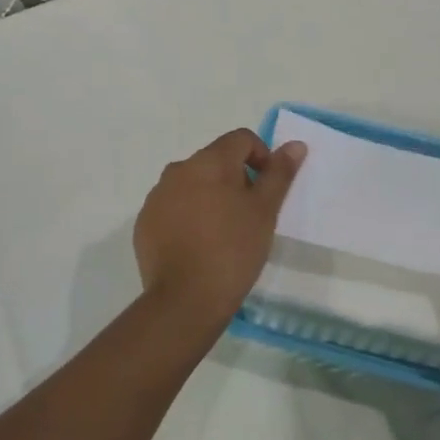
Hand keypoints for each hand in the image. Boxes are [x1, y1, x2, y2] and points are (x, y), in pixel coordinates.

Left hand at [133, 129, 304, 323]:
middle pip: (215, 161)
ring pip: (192, 184)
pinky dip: (189, 217)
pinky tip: (199, 246)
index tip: (268, 190)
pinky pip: (173, 208)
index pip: (241, 139)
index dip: (261, 157)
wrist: (185, 300)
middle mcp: (177, 170)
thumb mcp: (265, 211)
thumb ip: (279, 174)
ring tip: (224, 232)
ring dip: (211, 197)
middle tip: (250, 215)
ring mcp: (156, 197)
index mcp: (208, 161)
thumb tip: (295, 145)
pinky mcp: (144, 224)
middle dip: (236, 179)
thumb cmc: (233, 250)